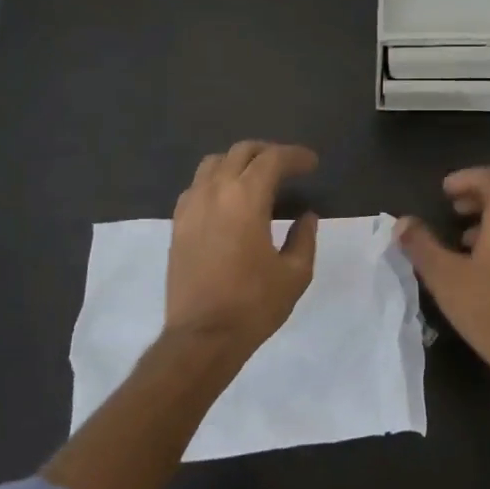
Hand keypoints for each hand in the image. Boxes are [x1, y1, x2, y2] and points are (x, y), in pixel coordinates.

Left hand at [165, 141, 318, 353]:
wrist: (202, 336)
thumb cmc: (253, 304)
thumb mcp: (295, 274)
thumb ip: (304, 238)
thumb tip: (306, 216)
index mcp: (246, 198)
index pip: (272, 159)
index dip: (295, 156)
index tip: (312, 164)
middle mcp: (215, 192)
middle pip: (241, 152)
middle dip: (268, 152)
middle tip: (288, 167)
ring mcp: (190, 206)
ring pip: (213, 163)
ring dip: (238, 162)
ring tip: (256, 178)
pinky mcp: (177, 224)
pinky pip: (196, 186)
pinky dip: (216, 181)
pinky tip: (228, 201)